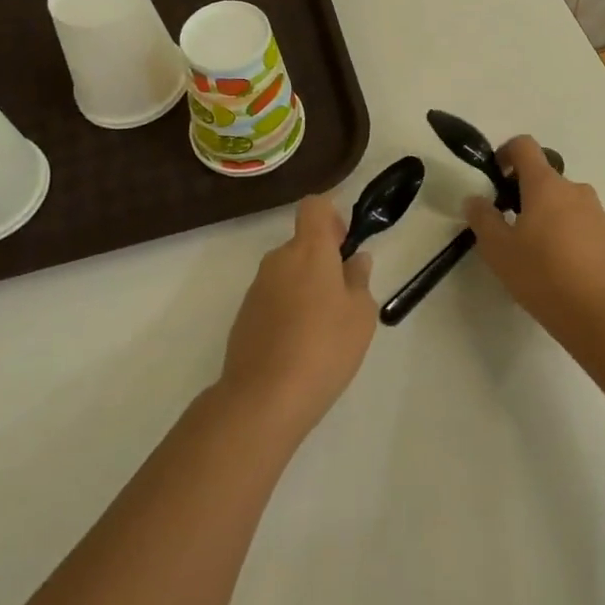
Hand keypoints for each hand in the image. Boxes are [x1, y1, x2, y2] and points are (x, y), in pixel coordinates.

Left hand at [220, 195, 376, 437]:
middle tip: (344, 297)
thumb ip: (359, 280)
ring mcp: (257, 288)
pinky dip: (287, 310)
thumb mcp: (361, 314)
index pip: (315, 206)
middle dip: (323, 260)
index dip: (332, 216)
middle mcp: (278, 259)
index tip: (344, 245)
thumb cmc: (324, 348)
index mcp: (309, 249)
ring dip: (305, 288)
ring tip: (323, 329)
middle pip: (302, 243)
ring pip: (287, 272)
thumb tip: (355, 260)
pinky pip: (273, 298)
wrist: (263, 398)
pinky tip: (299, 347)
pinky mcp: (244, 316)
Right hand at [465, 136, 604, 340]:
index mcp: (545, 185)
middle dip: (527, 196)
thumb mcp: (498, 249)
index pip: (525, 146)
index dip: (506, 153)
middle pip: (546, 179)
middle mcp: (575, 190)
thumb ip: (483, 218)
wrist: (600, 314)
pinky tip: (563, 272)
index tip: (496, 177)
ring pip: (566, 205)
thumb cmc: (541, 274)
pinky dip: (571, 239)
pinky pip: (585, 228)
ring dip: (550, 218)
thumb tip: (475, 199)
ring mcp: (598, 214)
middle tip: (511, 228)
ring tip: (538, 255)